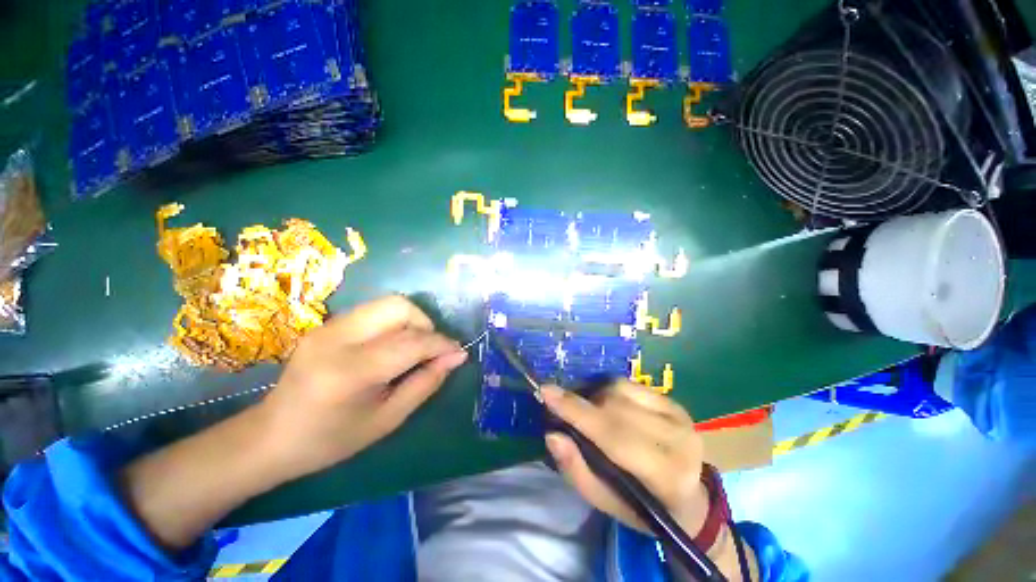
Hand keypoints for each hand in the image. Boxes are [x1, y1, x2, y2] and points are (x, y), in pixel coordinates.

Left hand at [258, 295, 467, 479]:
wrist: (270, 436)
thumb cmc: (331, 440)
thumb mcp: (387, 420)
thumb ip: (425, 383)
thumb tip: (456, 357)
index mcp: (351, 372)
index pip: (411, 342)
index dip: (442, 344)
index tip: (459, 353)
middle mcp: (338, 339)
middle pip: (399, 307)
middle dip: (425, 324)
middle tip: (429, 350)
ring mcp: (328, 327)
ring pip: (388, 303)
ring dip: (411, 321)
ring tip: (412, 348)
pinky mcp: (326, 324)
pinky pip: (373, 311)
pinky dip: (393, 323)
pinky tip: (391, 346)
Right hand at [542, 381, 709, 537]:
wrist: (690, 500)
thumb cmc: (643, 508)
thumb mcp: (605, 502)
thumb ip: (576, 469)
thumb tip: (552, 435)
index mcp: (664, 475)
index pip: (612, 434)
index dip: (576, 410)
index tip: (546, 391)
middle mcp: (676, 439)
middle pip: (614, 405)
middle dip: (583, 404)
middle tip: (565, 409)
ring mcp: (678, 416)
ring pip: (620, 389)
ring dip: (597, 396)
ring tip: (591, 412)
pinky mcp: (674, 403)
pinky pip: (630, 384)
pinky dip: (611, 391)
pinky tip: (609, 406)